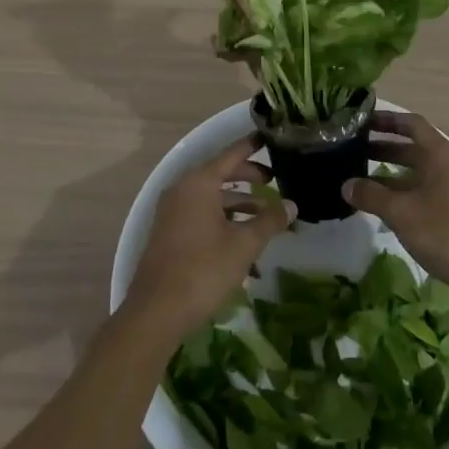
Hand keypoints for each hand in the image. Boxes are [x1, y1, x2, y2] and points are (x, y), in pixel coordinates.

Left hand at [124, 133, 295, 342]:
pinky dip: (223, 217)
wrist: (157, 311)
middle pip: (220, 174)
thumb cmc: (203, 270)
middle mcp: (182, 189)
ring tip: (266, 215)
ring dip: (238, 202)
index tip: (268, 137)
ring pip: (211, 197)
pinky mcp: (170, 233)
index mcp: (199, 182)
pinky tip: (243, 236)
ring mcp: (172, 212)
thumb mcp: (244, 245)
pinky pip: (201, 213)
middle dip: (248, 177)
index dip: (251, 146)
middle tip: (274, 181)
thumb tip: (291, 206)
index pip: (230, 154)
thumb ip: (269, 221)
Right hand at [343, 110, 448, 306]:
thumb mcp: (401, 213)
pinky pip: (431, 189)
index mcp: (441, 154)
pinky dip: (409, 191)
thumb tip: (346, 185)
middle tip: (354, 153)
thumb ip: (371, 195)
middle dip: (385, 148)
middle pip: (416, 148)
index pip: (412, 124)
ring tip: (365, 181)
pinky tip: (392, 207)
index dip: (387, 120)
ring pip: (422, 171)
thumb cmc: (445, 232)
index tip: (363, 121)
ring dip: (395, 173)